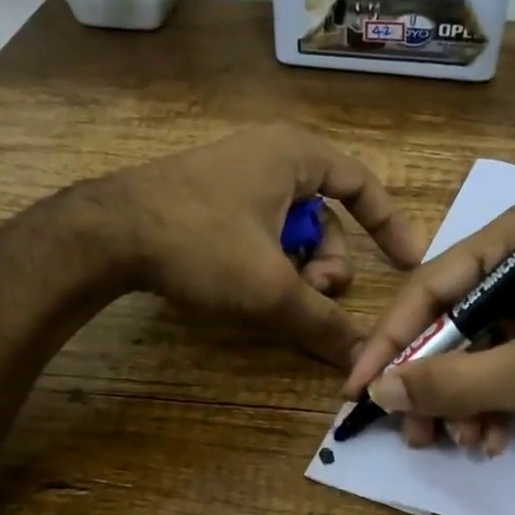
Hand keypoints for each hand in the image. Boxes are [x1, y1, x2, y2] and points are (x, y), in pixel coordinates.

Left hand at [95, 124, 425, 367]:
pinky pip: (259, 230)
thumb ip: (322, 323)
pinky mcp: (208, 197)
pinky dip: (266, 260)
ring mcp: (235, 174)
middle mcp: (269, 154)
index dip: (390, 224)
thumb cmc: (201, 244)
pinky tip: (247, 287)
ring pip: (290, 230)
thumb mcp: (270, 288)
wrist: (106, 234)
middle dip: (326, 262)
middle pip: (324, 217)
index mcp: (296, 154)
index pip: (362, 184)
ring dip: (295, 268)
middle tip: (314, 294)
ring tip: (276, 297)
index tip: (408, 262)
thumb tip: (362, 360)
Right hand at [342, 198, 514, 453]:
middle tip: (416, 434)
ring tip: (464, 444)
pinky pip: (493, 364)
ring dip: (459, 403)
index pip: (431, 286)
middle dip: (431, 385)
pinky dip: (486, 404)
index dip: (391, 342)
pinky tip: (491, 438)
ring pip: (466, 350)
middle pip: (445, 322)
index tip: (358, 388)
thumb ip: (454, 382)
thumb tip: (378, 390)